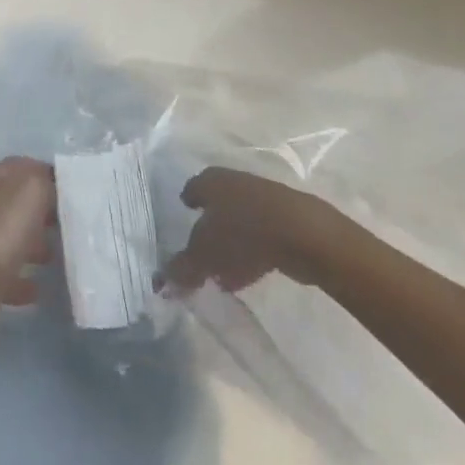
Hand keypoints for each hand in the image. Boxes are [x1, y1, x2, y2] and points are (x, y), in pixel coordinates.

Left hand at [0, 157, 55, 343]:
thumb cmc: (3, 230)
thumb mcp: (33, 190)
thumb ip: (45, 181)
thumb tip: (52, 186)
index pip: (24, 167)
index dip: (48, 174)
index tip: (74, 190)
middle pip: (20, 202)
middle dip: (44, 211)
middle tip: (72, 223)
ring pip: (14, 236)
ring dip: (35, 245)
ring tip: (59, 256)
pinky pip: (8, 274)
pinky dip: (23, 280)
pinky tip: (38, 290)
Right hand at [162, 165, 338, 294]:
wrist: (302, 233)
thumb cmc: (242, 233)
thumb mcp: (204, 254)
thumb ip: (183, 268)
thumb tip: (162, 283)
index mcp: (211, 181)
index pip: (193, 188)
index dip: (188, 201)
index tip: (184, 213)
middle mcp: (234, 183)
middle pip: (217, 206)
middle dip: (209, 229)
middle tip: (201, 252)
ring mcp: (262, 199)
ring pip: (239, 222)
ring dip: (231, 246)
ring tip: (223, 274)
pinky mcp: (286, 220)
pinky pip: (260, 237)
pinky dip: (251, 253)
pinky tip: (247, 275)